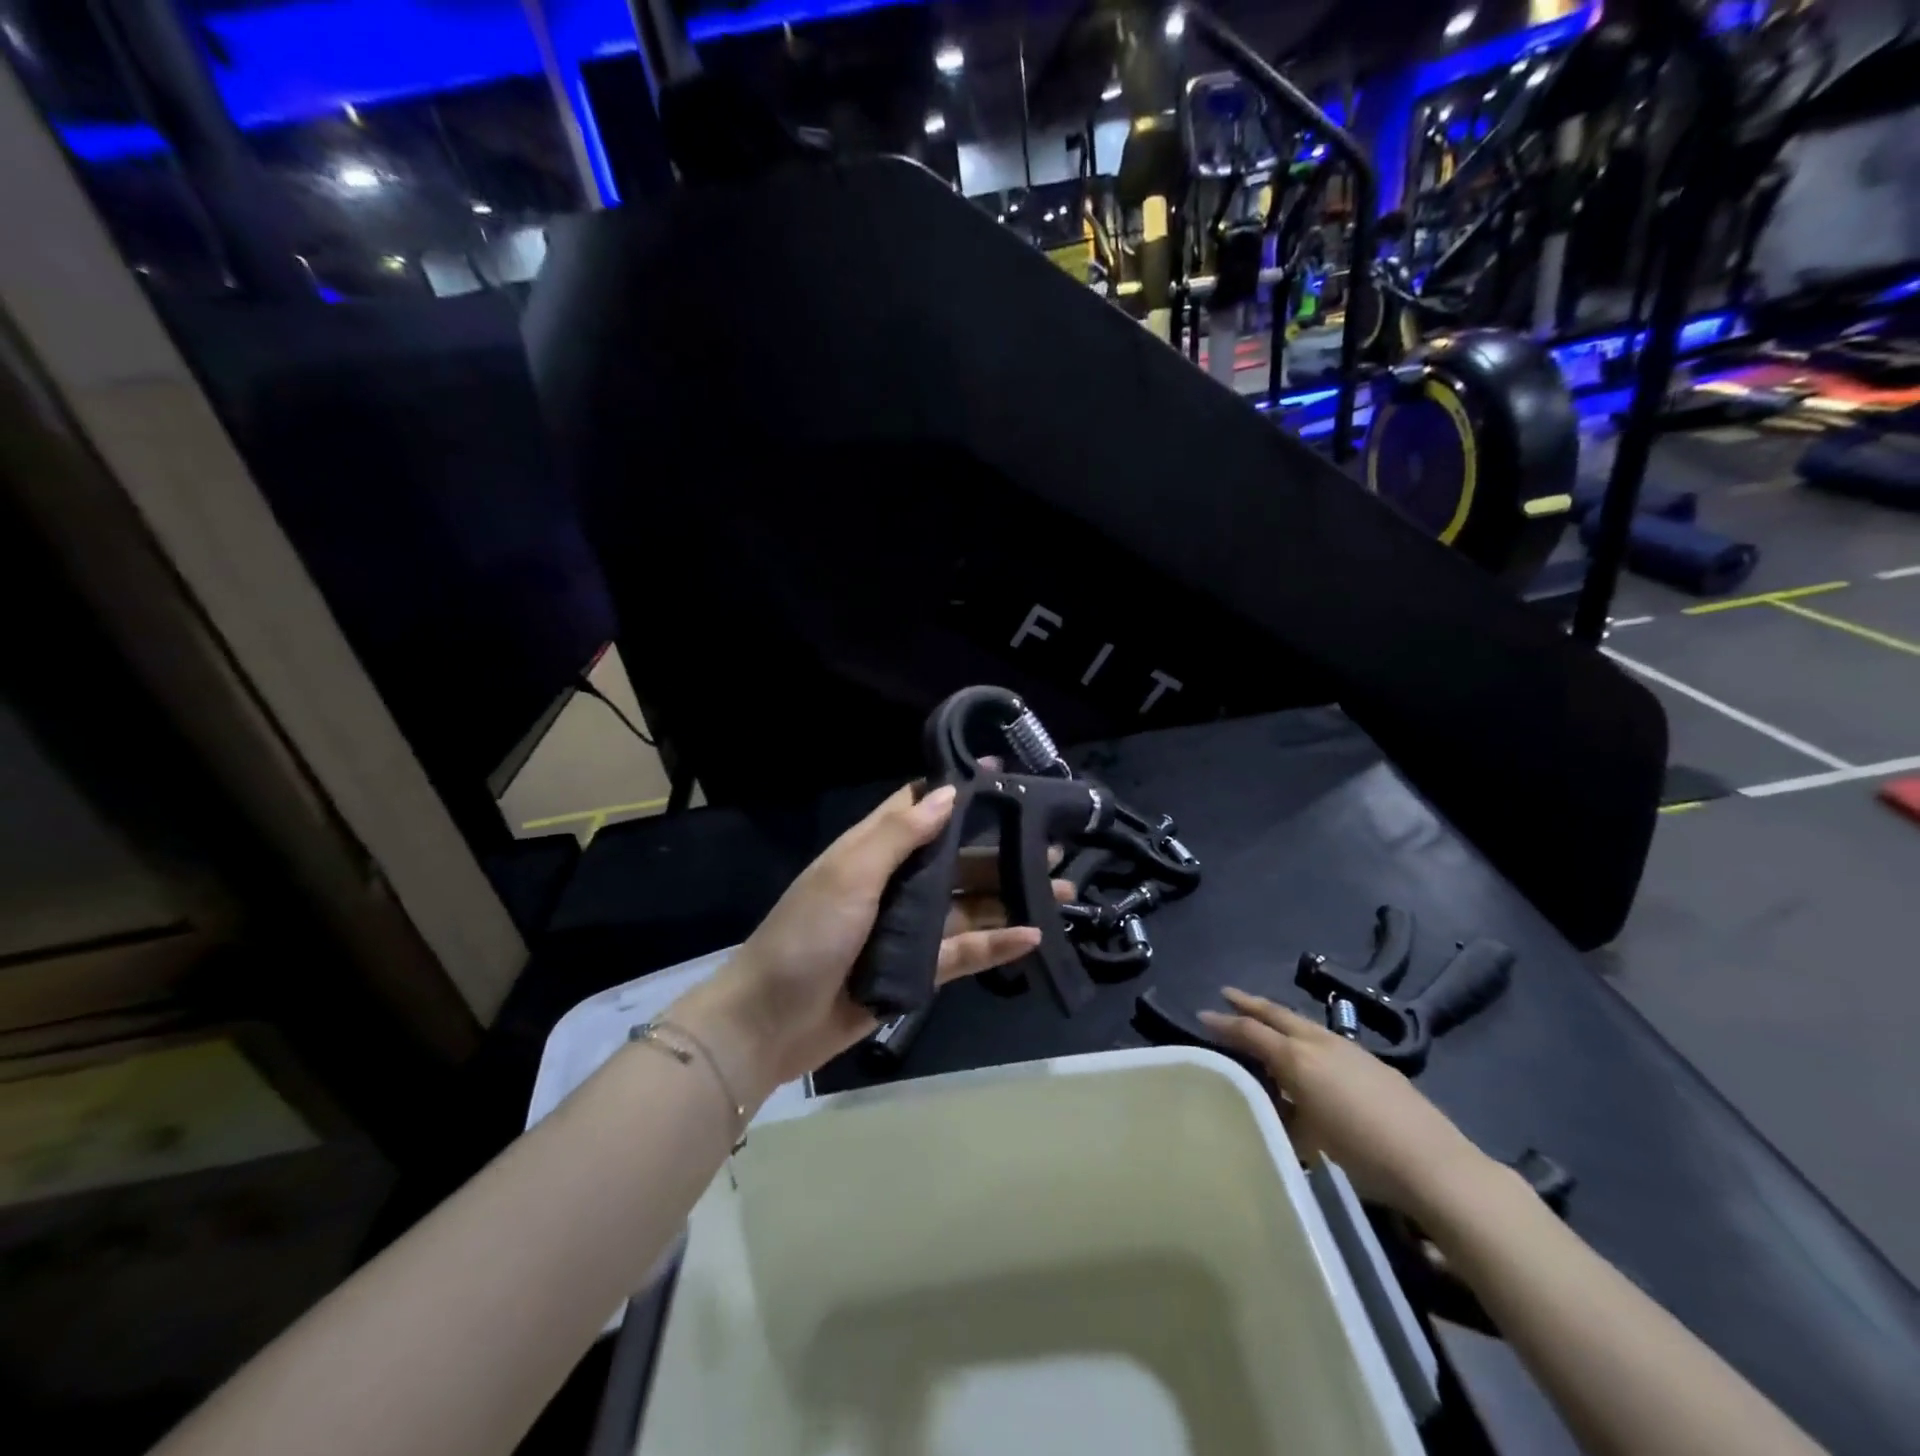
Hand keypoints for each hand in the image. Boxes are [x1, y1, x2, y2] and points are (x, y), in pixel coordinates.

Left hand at [672, 783, 1070, 1102]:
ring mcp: (908, 928)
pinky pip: (964, 950)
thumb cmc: (806, 935)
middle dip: (1001, 852)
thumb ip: (900, 835)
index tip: (1007, 780)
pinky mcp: (917, 970)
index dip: (959, 793)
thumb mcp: (849, 874)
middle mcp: (895, 883)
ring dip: (1010, 897)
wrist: (770, 1023)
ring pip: (968, 905)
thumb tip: (949, 793)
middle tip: (1053, 846)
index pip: (920, 809)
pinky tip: (1033, 936)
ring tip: (1061, 891)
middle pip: (956, 860)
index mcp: (873, 851)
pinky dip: (996, 943)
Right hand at [1198, 988, 1491, 1217]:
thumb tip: (1275, 1102)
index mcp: (1296, 1060)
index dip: (1224, 1023)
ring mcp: (1350, 1050)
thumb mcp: (1308, 1141)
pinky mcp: (1374, 1063)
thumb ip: (1285, 1113)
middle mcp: (1319, 1044)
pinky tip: (1311, 1051)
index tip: (1202, 1014)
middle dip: (1249, 1003)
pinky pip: (1326, 1038)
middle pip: (1277, 1014)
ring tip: (1265, 1018)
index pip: (1250, 1032)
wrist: (1434, 1165)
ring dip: (1279, 1017)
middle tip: (1227, 994)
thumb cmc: (1361, 1156)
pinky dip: (1306, 1035)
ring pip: (1303, 1023)